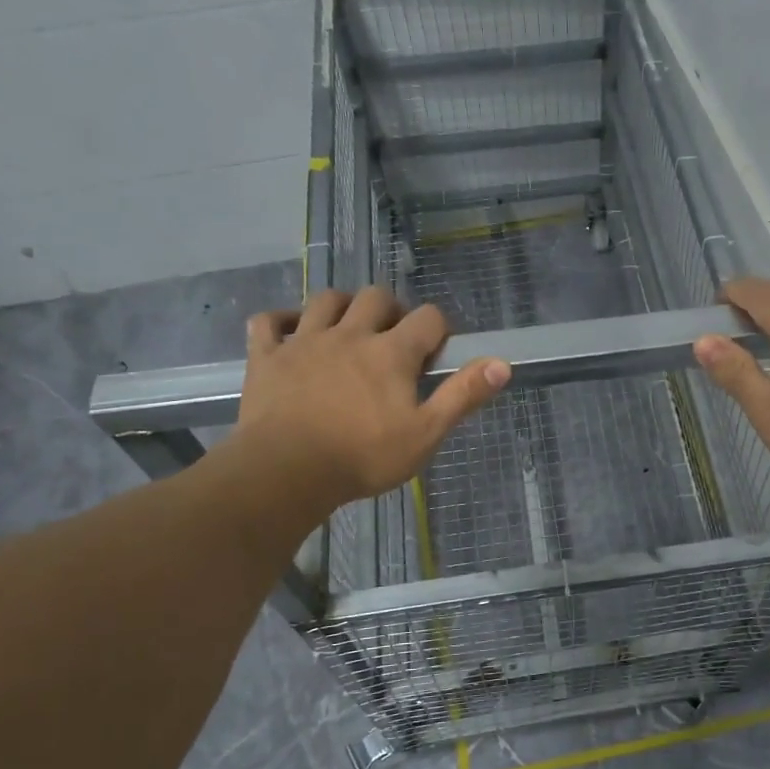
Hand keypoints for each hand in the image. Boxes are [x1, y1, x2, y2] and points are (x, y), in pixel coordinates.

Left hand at [224, 288, 510, 515]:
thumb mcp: (425, 434)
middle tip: (393, 342)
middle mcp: (350, 334)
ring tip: (349, 330)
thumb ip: (462, 396)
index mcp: (391, 352)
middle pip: (376, 297)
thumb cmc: (363, 457)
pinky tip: (291, 333)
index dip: (438, 330)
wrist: (286, 472)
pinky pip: (269, 322)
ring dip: (343, 307)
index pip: (428, 318)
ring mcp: (304, 341)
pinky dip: (282, 321)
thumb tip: (502, 364)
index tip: (434, 356)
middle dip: (391, 311)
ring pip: (326, 300)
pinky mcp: (267, 356)